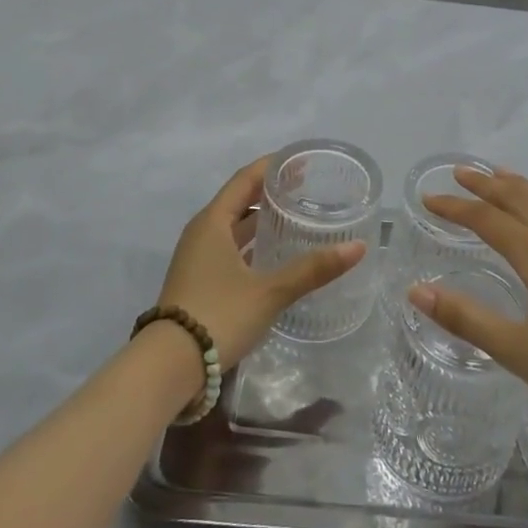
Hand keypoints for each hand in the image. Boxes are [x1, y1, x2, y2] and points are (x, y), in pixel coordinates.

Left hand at [157, 157, 366, 371]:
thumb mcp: (270, 291)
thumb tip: (359, 247)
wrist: (169, 367)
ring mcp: (197, 258)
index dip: (271, 167)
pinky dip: (252, 244)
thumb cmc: (218, 315)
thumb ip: (313, 269)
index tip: (300, 160)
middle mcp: (202, 233)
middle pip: (238, 201)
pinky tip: (274, 255)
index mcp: (213, 222)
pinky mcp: (199, 281)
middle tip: (305, 188)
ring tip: (294, 217)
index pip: (245, 180)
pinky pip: (229, 249)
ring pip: (233, 227)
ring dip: (260, 220)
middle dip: (269, 192)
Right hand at [416, 168, 527, 436]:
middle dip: (487, 183)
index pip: (487, 219)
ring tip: (502, 175)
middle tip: (461, 171)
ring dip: (521, 185)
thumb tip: (416, 290)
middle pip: (519, 198)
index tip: (428, 199)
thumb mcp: (518, 350)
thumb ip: (465, 319)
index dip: (456, 207)